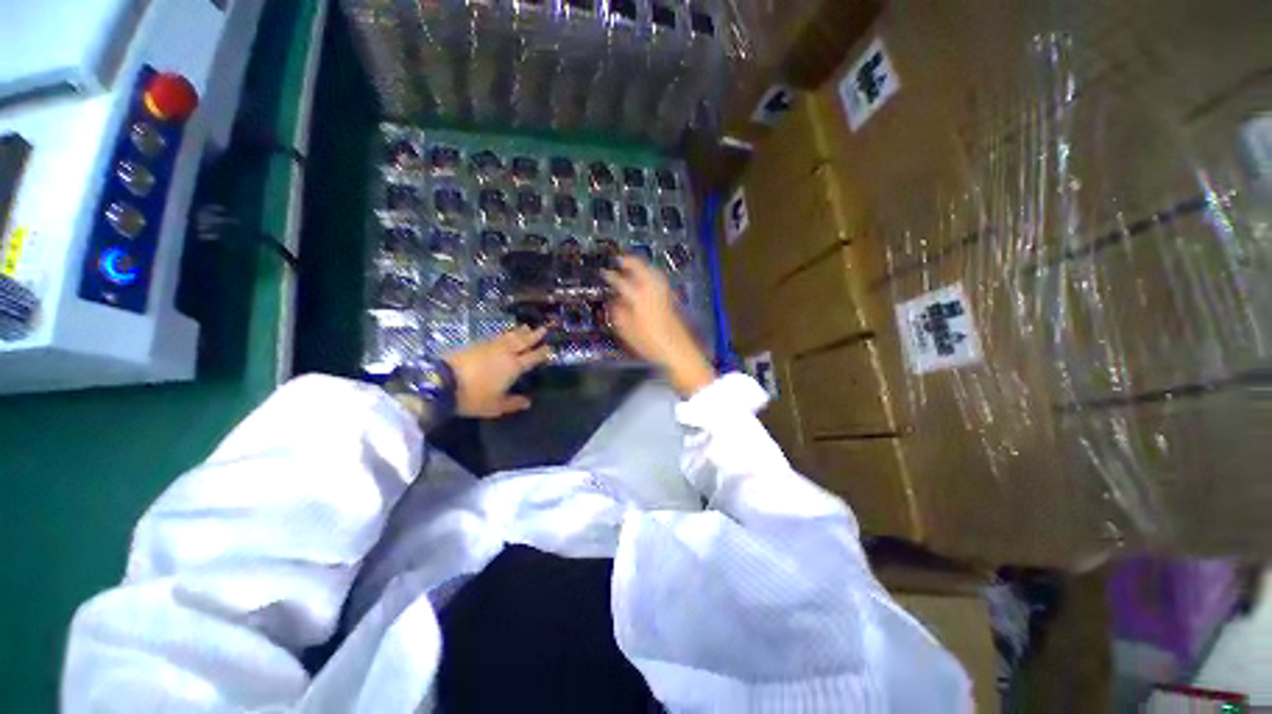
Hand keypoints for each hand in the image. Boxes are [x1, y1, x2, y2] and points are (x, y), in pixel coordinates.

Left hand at [444, 326, 550, 417]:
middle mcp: (506, 353)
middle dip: (534, 335)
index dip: (542, 353)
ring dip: (520, 332)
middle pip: (523, 341)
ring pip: (510, 336)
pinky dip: (504, 334)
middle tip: (544, 329)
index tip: (550, 348)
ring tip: (527, 327)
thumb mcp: (495, 406)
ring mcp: (490, 346)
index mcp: (514, 367)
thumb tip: (528, 402)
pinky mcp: (476, 344)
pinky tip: (504, 334)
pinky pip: (497, 337)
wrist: (441, 382)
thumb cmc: (473, 396)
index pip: (533, 357)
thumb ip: (513, 403)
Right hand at [603, 256, 714, 396]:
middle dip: (629, 261)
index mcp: (638, 298)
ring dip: (642, 265)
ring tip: (633, 265)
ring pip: (652, 271)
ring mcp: (663, 292)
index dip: (611, 276)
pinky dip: (651, 273)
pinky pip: (659, 278)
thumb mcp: (627, 331)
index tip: (604, 272)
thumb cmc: (650, 343)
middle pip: (641, 268)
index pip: (622, 282)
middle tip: (619, 260)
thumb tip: (615, 301)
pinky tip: (648, 278)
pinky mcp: (671, 297)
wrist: (677, 349)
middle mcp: (651, 290)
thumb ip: (619, 313)